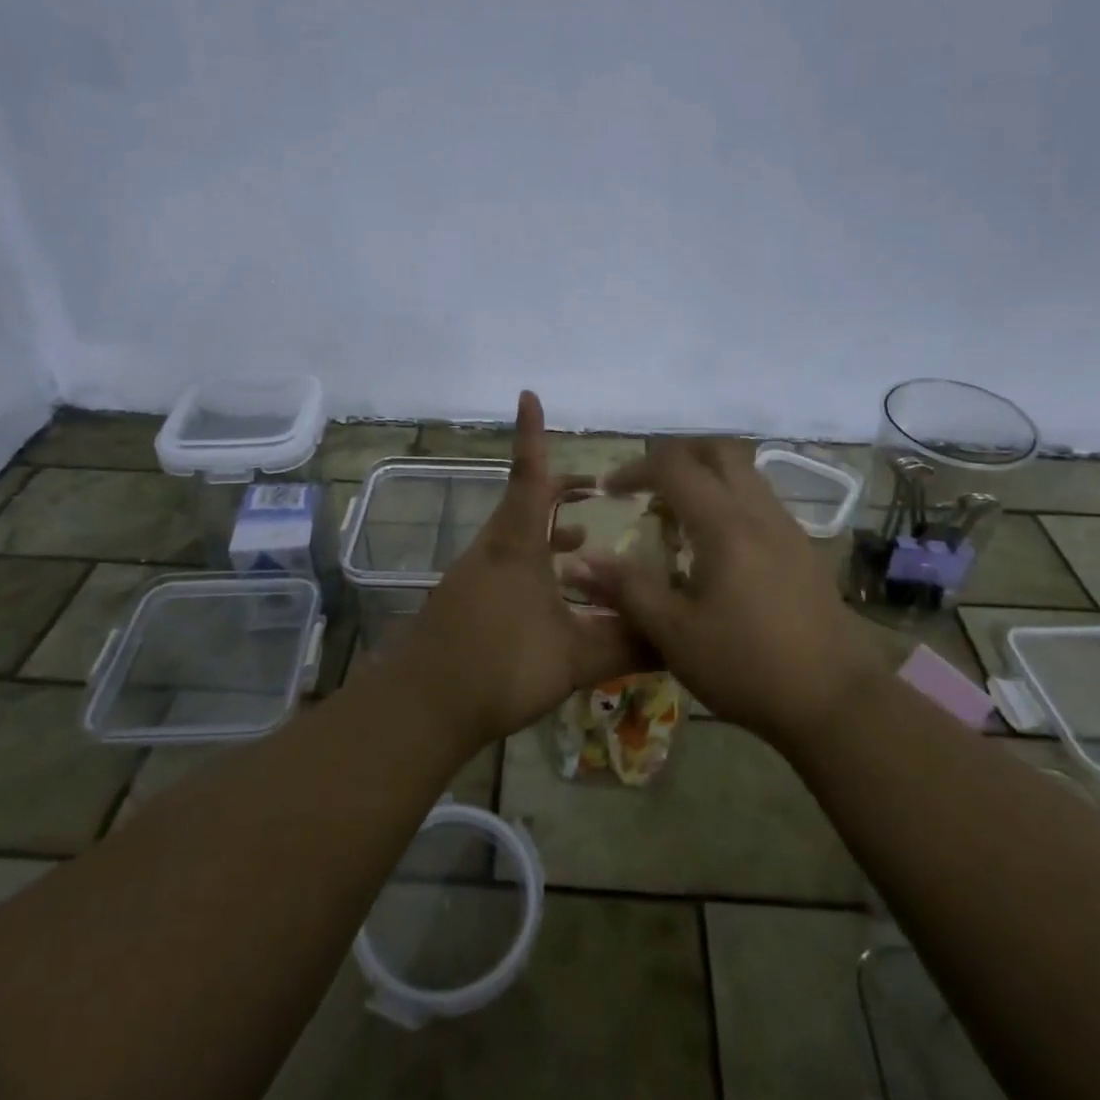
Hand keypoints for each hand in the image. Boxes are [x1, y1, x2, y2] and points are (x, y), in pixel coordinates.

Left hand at [406, 391, 649, 748]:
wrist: (423, 704)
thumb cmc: (500, 665)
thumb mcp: (573, 656)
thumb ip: (625, 644)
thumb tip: (676, 639)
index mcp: (516, 544)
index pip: (529, 475)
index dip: (531, 435)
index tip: (528, 395)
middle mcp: (494, 548)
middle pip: (527, 502)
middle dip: (561, 490)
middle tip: (599, 491)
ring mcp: (476, 574)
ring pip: (518, 535)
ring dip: (551, 531)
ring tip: (586, 540)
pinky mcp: (468, 600)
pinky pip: (508, 563)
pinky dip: (537, 561)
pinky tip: (558, 595)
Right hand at [565, 441, 894, 750]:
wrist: (836, 702)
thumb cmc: (747, 666)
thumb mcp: (675, 633)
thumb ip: (626, 590)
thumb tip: (578, 563)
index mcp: (725, 525)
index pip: (674, 466)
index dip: (635, 469)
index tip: (609, 491)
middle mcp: (759, 512)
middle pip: (718, 450)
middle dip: (676, 455)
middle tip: (647, 485)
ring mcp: (787, 528)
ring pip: (744, 472)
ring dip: (706, 476)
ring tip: (677, 515)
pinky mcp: (803, 549)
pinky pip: (759, 500)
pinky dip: (729, 499)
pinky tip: (715, 546)